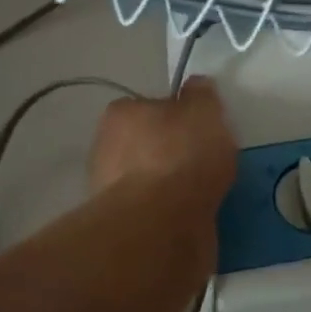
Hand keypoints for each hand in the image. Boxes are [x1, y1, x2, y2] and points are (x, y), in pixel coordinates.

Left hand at [90, 76, 237, 217]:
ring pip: (148, 179)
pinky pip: (152, 209)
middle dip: (172, 152)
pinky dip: (169, 211)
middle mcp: (105, 147)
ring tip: (204, 193)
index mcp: (121, 113)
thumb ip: (201, 96)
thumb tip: (196, 86)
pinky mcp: (120, 225)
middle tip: (205, 162)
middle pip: (147, 144)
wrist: (159, 225)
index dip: (179, 116)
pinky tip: (192, 215)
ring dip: (170, 185)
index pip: (151, 106)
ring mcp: (108, 189)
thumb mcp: (204, 112)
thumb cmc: (181, 156)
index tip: (201, 130)